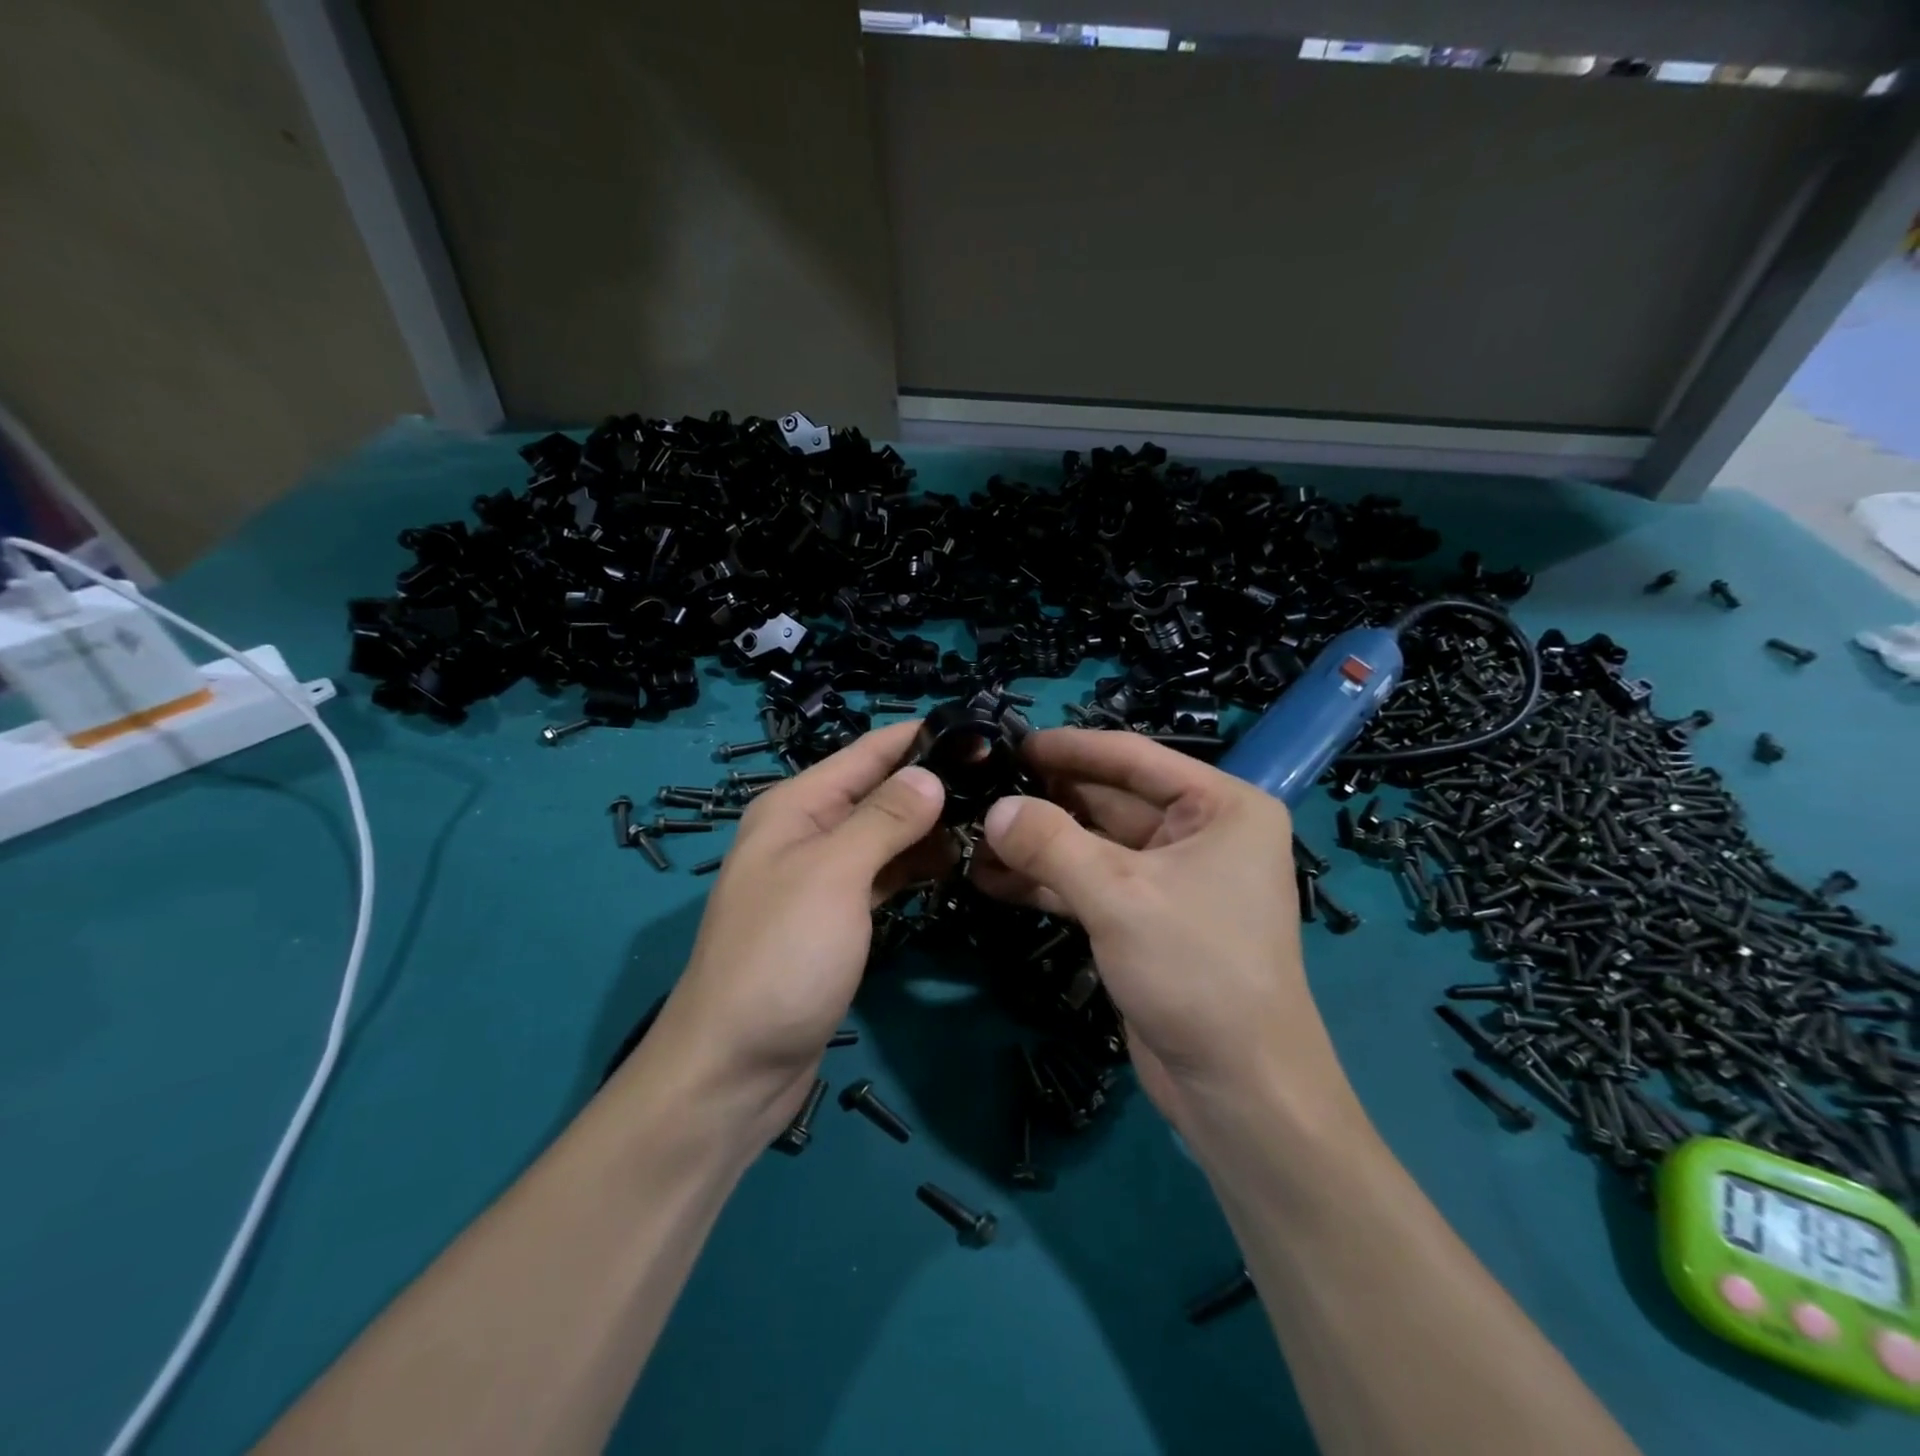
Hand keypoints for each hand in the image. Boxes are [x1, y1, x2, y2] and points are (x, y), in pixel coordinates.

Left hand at [644, 721, 950, 1135]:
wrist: (735, 1068)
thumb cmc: (781, 957)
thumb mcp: (833, 875)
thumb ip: (883, 818)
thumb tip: (930, 774)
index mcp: (796, 807)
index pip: (867, 752)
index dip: (920, 737)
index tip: (983, 731)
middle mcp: (807, 833)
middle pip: (879, 791)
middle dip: (933, 782)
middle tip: (1002, 781)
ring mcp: (822, 879)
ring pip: (885, 835)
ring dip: (929, 827)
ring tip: (991, 819)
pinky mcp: (837, 920)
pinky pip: (883, 876)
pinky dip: (914, 866)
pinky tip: (954, 865)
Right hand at [973, 729, 1352, 1131]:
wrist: (1238, 1090)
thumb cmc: (1197, 970)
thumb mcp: (1119, 895)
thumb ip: (1051, 844)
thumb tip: (994, 809)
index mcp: (1221, 807)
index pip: (1133, 759)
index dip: (1070, 748)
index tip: (1011, 742)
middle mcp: (1201, 834)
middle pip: (1109, 800)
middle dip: (1046, 800)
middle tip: (980, 789)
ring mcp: (1172, 880)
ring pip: (1094, 845)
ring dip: (1038, 844)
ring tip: (973, 835)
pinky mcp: (1146, 920)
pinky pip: (1091, 884)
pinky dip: (1047, 881)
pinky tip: (991, 878)